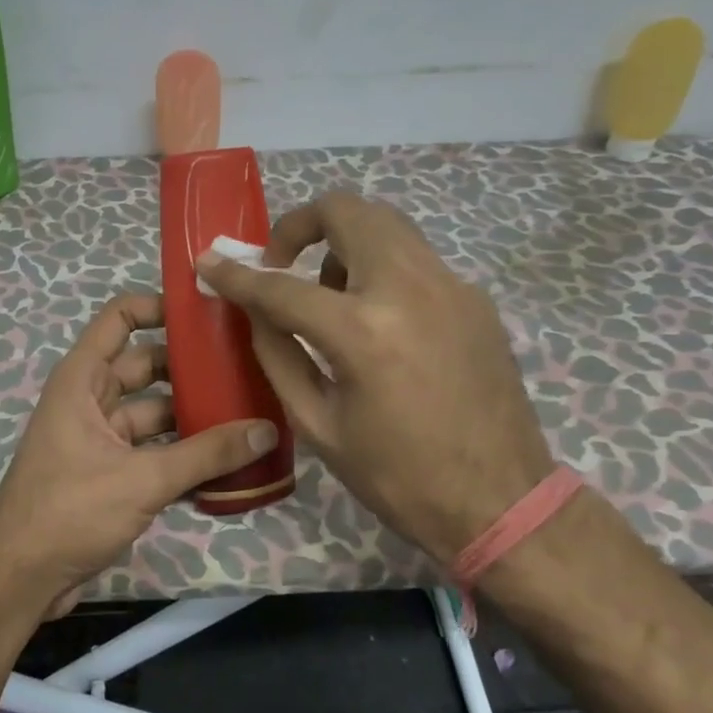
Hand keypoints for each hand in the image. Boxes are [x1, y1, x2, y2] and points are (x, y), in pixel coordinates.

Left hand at [0, 292, 278, 621]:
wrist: (18, 580)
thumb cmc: (69, 510)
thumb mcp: (142, 478)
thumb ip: (206, 454)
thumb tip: (267, 429)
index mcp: (83, 379)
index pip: (121, 317)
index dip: (161, 306)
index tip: (211, 314)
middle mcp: (90, 399)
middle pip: (147, 366)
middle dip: (192, 367)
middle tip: (247, 367)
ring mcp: (100, 438)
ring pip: (154, 412)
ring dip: (193, 416)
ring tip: (249, 413)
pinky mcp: (109, 474)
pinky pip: (152, 450)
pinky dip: (182, 454)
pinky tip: (227, 463)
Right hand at [198, 191, 552, 568]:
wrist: (501, 501)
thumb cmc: (397, 476)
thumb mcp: (318, 424)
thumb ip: (278, 353)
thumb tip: (254, 309)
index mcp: (363, 332)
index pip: (282, 285)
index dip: (237, 274)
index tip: (210, 263)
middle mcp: (410, 289)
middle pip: (346, 212)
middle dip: (300, 225)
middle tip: (282, 264)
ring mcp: (451, 286)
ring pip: (386, 223)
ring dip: (344, 242)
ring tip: (332, 296)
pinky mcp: (475, 298)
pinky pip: (415, 258)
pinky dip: (381, 267)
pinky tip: (379, 320)